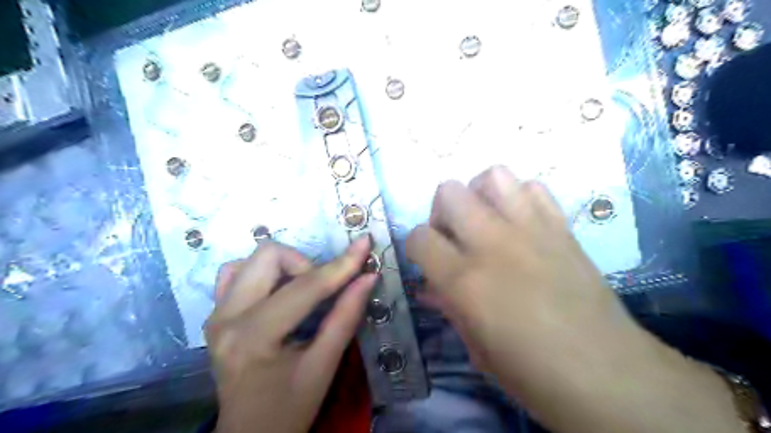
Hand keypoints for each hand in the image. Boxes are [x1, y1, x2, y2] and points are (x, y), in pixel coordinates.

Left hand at [202, 237, 374, 431]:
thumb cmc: (289, 408)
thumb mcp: (324, 366)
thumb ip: (346, 317)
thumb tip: (368, 277)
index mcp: (254, 337)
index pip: (305, 287)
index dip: (341, 265)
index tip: (365, 244)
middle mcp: (227, 318)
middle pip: (269, 256)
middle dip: (306, 265)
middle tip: (324, 289)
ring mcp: (216, 314)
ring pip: (252, 260)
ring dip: (286, 267)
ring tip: (302, 292)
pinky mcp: (215, 314)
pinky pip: (236, 273)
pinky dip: (262, 273)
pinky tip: (278, 292)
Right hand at [405, 168, 634, 386]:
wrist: (608, 374)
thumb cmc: (533, 373)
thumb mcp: (476, 348)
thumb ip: (448, 307)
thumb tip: (429, 286)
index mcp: (466, 281)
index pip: (419, 237)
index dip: (416, 246)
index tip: (427, 261)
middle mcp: (493, 244)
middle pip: (449, 191)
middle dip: (442, 211)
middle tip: (454, 236)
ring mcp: (530, 229)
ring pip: (493, 176)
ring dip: (479, 195)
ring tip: (485, 221)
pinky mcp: (561, 227)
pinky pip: (533, 187)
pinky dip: (519, 197)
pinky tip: (520, 223)